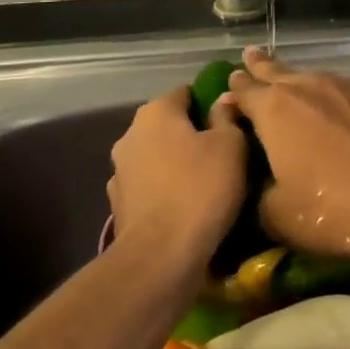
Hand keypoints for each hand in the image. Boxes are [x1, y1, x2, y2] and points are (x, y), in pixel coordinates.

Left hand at [107, 87, 247, 272]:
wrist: (161, 255)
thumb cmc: (201, 189)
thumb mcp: (230, 146)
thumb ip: (226, 117)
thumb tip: (223, 98)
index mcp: (156, 112)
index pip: (186, 93)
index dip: (209, 103)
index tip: (230, 122)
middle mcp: (130, 133)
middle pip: (167, 125)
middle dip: (191, 134)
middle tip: (222, 153)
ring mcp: (120, 170)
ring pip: (156, 156)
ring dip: (175, 164)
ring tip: (204, 183)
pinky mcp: (119, 203)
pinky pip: (149, 186)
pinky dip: (164, 190)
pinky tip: (183, 206)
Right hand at [226, 48, 349, 265]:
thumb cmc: (335, 214)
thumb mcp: (278, 217)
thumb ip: (260, 193)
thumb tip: (263, 184)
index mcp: (275, 110)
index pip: (244, 89)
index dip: (235, 89)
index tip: (230, 85)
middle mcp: (312, 86)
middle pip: (279, 70)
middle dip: (262, 66)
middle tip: (252, 55)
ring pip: (322, 80)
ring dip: (309, 87)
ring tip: (306, 94)